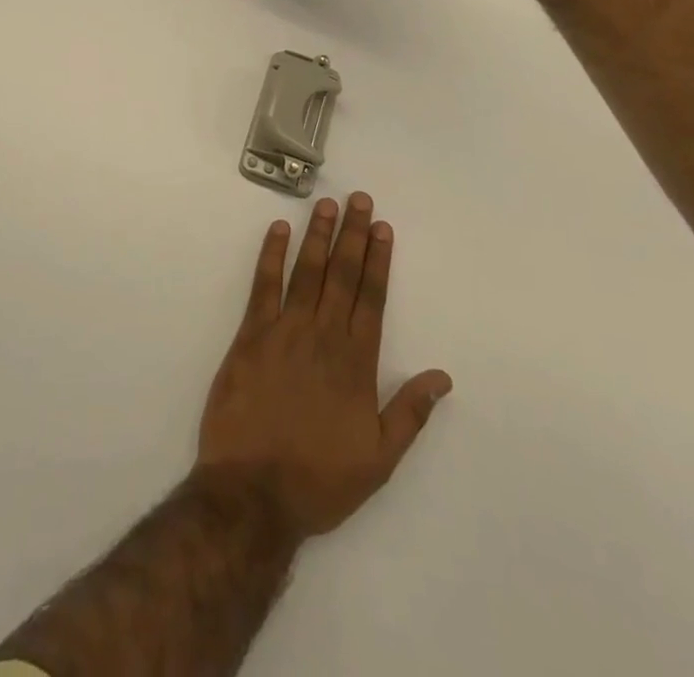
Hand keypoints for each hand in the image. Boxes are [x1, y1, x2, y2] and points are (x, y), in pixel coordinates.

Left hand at [196, 193, 452, 540]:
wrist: (253, 494)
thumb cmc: (319, 480)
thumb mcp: (379, 459)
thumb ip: (410, 413)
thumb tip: (443, 376)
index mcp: (356, 362)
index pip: (372, 298)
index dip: (379, 260)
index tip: (384, 228)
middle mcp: (324, 336)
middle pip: (343, 275)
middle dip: (353, 234)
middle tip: (359, 199)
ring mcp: (285, 331)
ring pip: (307, 272)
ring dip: (318, 235)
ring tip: (326, 204)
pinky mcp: (250, 335)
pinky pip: (263, 286)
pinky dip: (271, 255)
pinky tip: (278, 229)